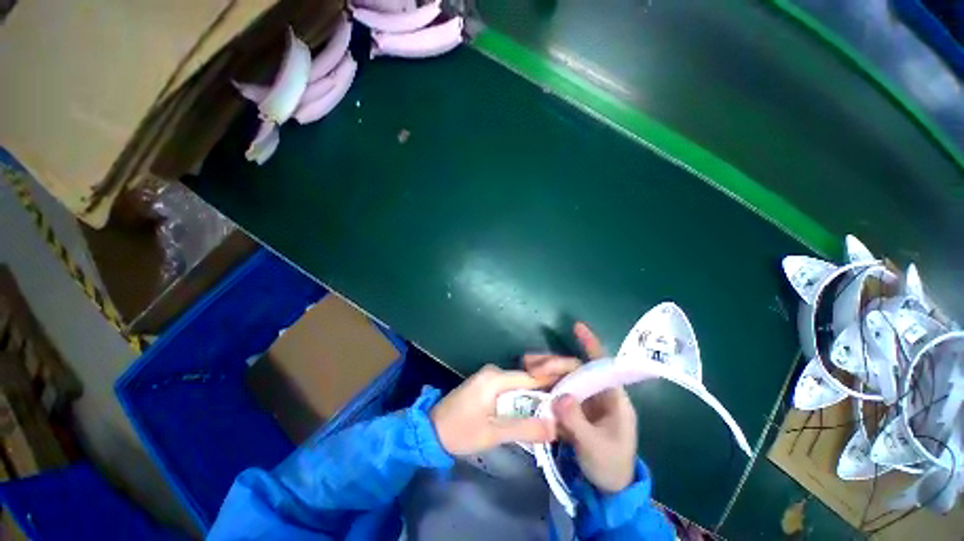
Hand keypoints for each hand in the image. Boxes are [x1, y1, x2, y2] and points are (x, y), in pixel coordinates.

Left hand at [431, 364, 556, 455]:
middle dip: (544, 392)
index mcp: (495, 378)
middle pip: (525, 379)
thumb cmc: (460, 431)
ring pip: (517, 385)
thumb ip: (524, 428)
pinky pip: (509, 388)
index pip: (530, 377)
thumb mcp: (493, 433)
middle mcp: (493, 372)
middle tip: (564, 407)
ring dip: (533, 397)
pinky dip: (521, 398)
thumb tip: (555, 427)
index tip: (571, 392)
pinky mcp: (485, 384)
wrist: (430, 431)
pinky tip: (531, 409)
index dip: (551, 384)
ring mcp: (488, 377)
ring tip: (553, 410)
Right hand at [524, 322, 637, 492]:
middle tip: (531, 365)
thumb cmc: (610, 466)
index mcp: (612, 399)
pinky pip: (557, 391)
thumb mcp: (595, 447)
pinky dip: (543, 385)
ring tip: (525, 364)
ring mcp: (583, 400)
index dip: (591, 344)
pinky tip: (529, 381)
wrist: (607, 490)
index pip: (602, 365)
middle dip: (554, 363)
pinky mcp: (573, 408)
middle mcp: (597, 393)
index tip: (577, 327)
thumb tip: (559, 396)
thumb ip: (578, 422)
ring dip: (545, 370)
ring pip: (564, 377)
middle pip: (576, 369)